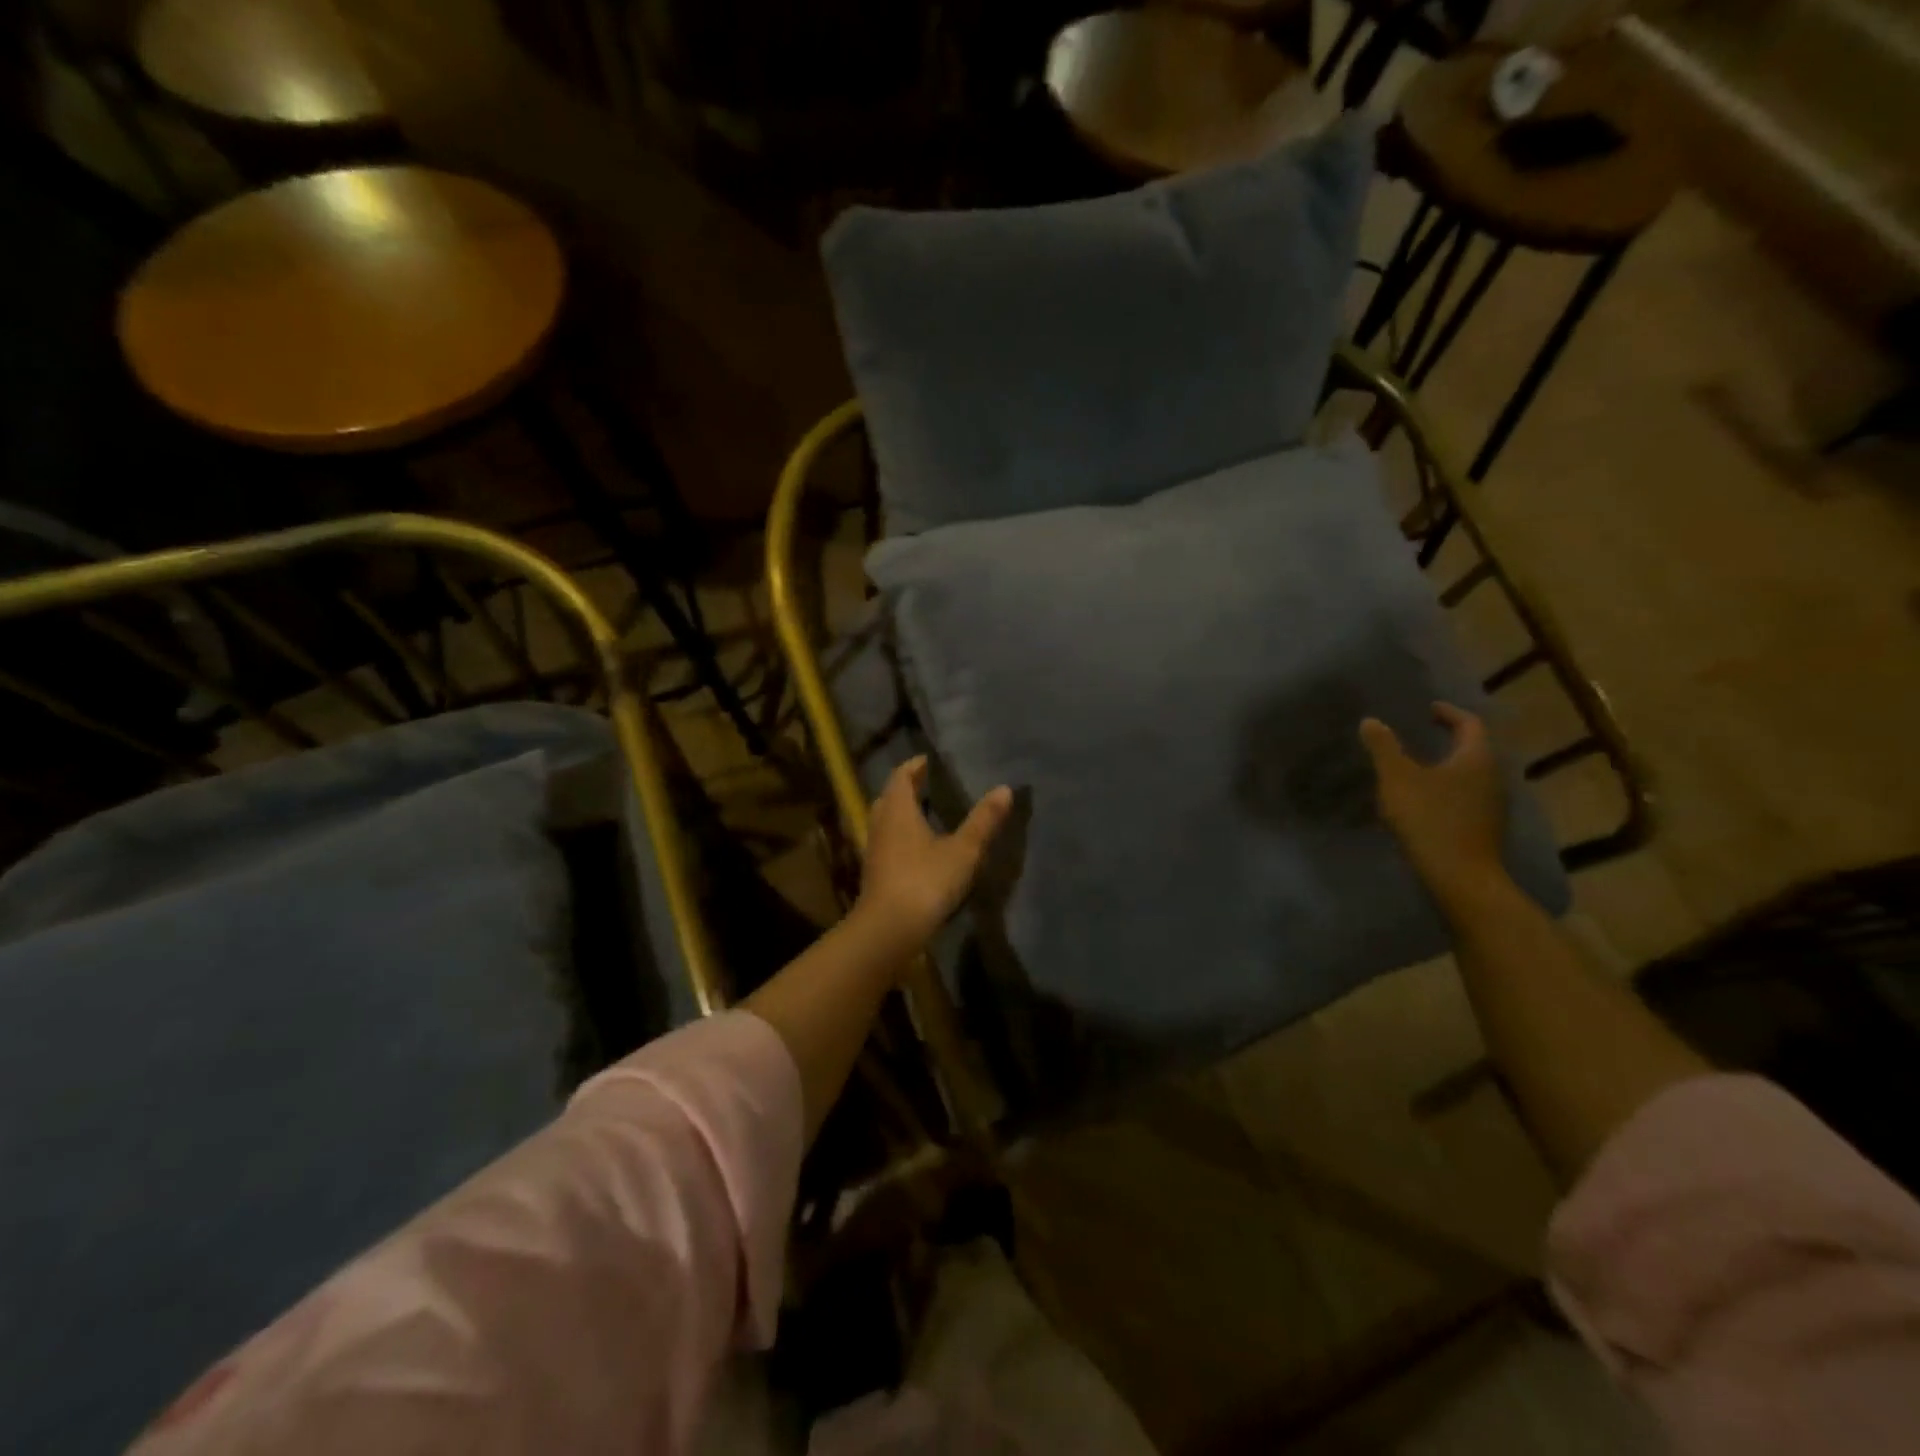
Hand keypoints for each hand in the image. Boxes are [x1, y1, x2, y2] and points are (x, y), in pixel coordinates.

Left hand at [856, 756, 1012, 949]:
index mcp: (898, 809)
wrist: (888, 929)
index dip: (914, 766)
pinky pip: (887, 842)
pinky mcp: (875, 873)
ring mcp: (874, 850)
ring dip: (902, 812)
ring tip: (926, 813)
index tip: (928, 760)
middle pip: (890, 797)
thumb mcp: (963, 850)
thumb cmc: (925, 881)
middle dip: (906, 787)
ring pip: (885, 820)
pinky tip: (918, 848)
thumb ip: (983, 820)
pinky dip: (901, 835)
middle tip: (927, 783)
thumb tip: (1004, 789)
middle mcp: (881, 824)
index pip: (901, 776)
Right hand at [1360, 703, 1506, 906]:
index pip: (1469, 724)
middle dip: (1449, 739)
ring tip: (1418, 766)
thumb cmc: (1430, 819)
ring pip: (1470, 775)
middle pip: (1474, 749)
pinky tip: (1424, 800)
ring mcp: (1492, 805)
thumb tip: (1371, 721)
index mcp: (1476, 758)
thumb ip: (1384, 748)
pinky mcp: (1484, 827)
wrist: (1460, 877)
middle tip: (1421, 734)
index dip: (1449, 713)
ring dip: (1447, 766)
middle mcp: (1492, 777)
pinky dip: (1447, 789)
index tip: (1428, 709)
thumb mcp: (1398, 779)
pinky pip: (1466, 797)